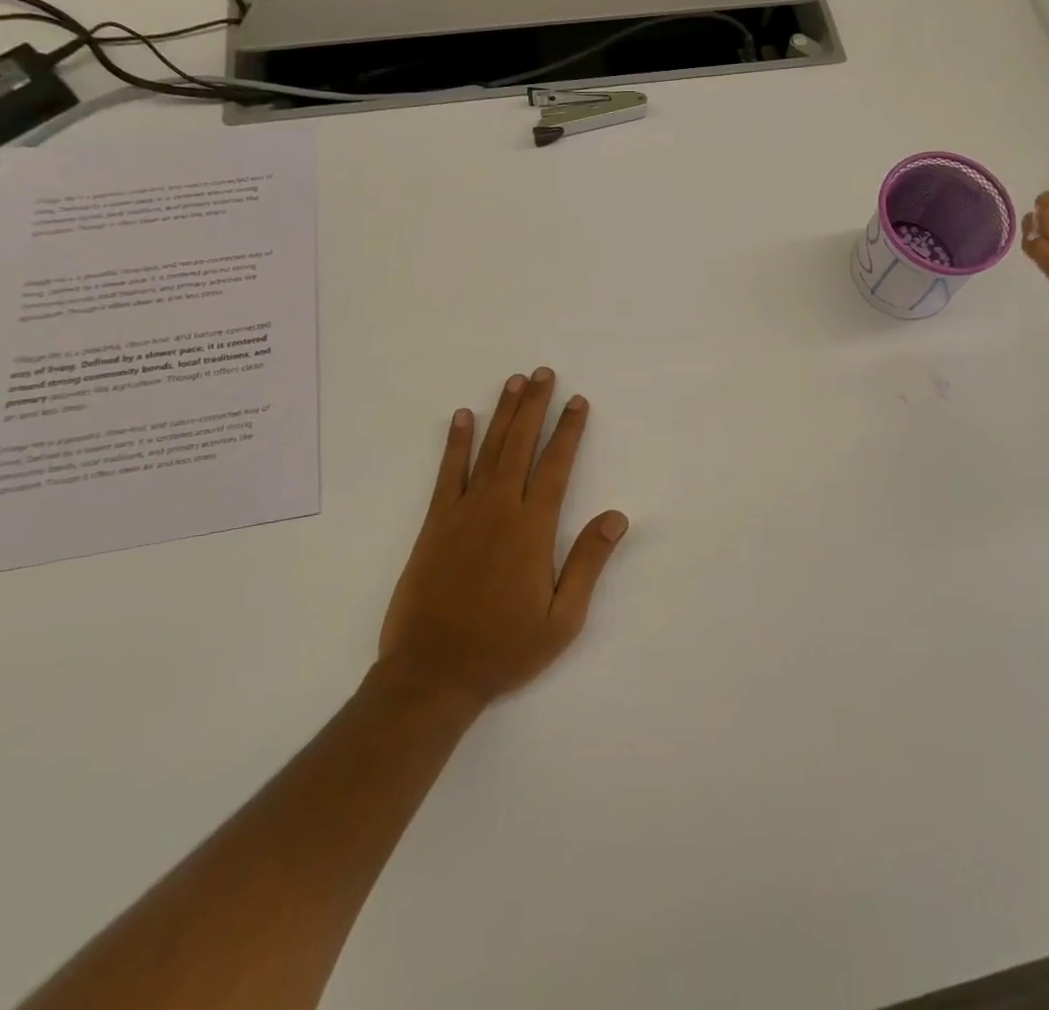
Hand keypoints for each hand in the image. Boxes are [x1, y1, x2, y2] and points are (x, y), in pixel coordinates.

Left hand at [378, 368, 628, 711]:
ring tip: (514, 382)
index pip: (556, 466)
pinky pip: (448, 473)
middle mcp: (499, 509)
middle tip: (544, 374)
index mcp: (533, 529)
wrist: (432, 673)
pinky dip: (455, 443)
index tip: (578, 401)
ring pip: (488, 450)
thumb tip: (617, 516)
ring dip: (503, 413)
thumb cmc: (504, 648)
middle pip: (520, 445)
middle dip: (535, 406)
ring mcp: (463, 513)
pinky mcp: (435, 524)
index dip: (568, 430)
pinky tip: (462, 418)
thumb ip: (588, 563)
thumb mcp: (562, 619)